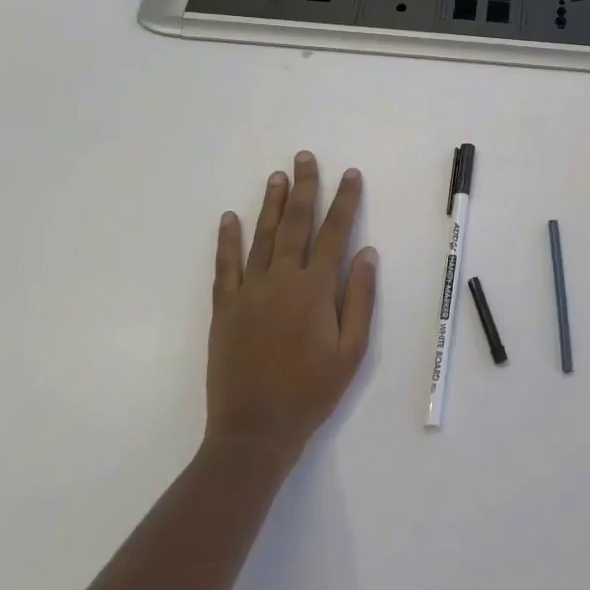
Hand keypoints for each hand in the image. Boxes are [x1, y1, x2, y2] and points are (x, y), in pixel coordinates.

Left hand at [206, 152, 377, 467]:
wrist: (254, 432)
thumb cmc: (312, 392)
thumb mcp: (352, 350)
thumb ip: (359, 298)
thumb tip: (366, 252)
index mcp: (315, 290)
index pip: (334, 233)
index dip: (344, 201)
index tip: (350, 174)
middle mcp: (281, 281)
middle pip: (294, 224)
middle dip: (303, 188)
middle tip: (304, 158)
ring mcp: (248, 293)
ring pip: (260, 237)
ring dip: (270, 204)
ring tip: (276, 176)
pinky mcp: (224, 309)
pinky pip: (224, 266)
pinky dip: (227, 240)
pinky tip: (229, 217)